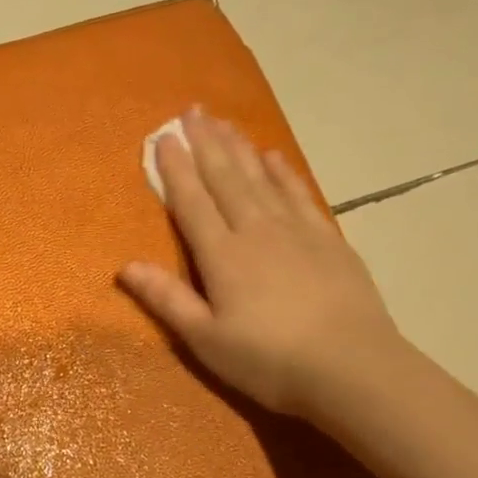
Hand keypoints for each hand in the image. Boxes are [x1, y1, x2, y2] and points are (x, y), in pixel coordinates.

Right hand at [118, 106, 403, 418]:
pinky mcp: (328, 240)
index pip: (192, 202)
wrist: (352, 368)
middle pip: (226, 178)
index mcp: (223, 255)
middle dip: (206, 143)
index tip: (164, 137)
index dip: (175, 169)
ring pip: (260, 178)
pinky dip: (283, 173)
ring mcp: (296, 231)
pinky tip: (274, 157)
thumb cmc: (269, 360)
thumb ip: (167, 299)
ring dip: (240, 148)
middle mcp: (256, 230)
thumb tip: (125, 266)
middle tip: (192, 110)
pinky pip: (299, 194)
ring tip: (224, 121)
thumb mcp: (205, 339)